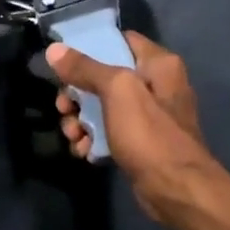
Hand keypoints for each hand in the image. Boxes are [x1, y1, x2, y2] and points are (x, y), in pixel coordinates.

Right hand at [46, 32, 221, 220]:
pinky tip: (85, 152)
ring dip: (82, 120)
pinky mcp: (142, 143)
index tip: (64, 61)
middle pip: (105, 76)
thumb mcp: (117, 91)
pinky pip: (111, 132)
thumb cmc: (150, 133)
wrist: (176, 189)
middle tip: (64, 108)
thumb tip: (53, 50)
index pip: (120, 40)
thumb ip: (85, 68)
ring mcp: (150, 116)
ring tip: (73, 136)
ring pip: (104, 107)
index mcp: (159, 64)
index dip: (90, 47)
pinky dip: (95, 139)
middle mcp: (157, 84)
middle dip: (78, 93)